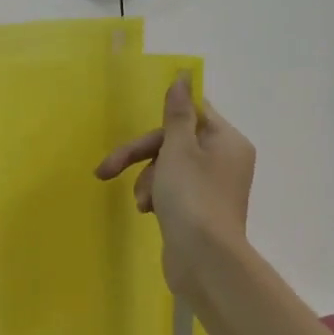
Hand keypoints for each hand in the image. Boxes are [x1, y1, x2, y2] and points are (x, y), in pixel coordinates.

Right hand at [95, 74, 254, 298]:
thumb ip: (177, 113)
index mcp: (227, 140)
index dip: (162, 120)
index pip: (192, 114)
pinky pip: (172, 191)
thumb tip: (184, 75)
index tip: (138, 131)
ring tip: (142, 202)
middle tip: (107, 169)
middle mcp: (225, 160)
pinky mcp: (200, 210)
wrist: (204, 259)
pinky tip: (148, 211)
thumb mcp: (178, 148)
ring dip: (147, 180)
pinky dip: (157, 196)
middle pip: (174, 142)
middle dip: (141, 157)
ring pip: (169, 168)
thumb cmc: (191, 197)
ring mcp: (213, 187)